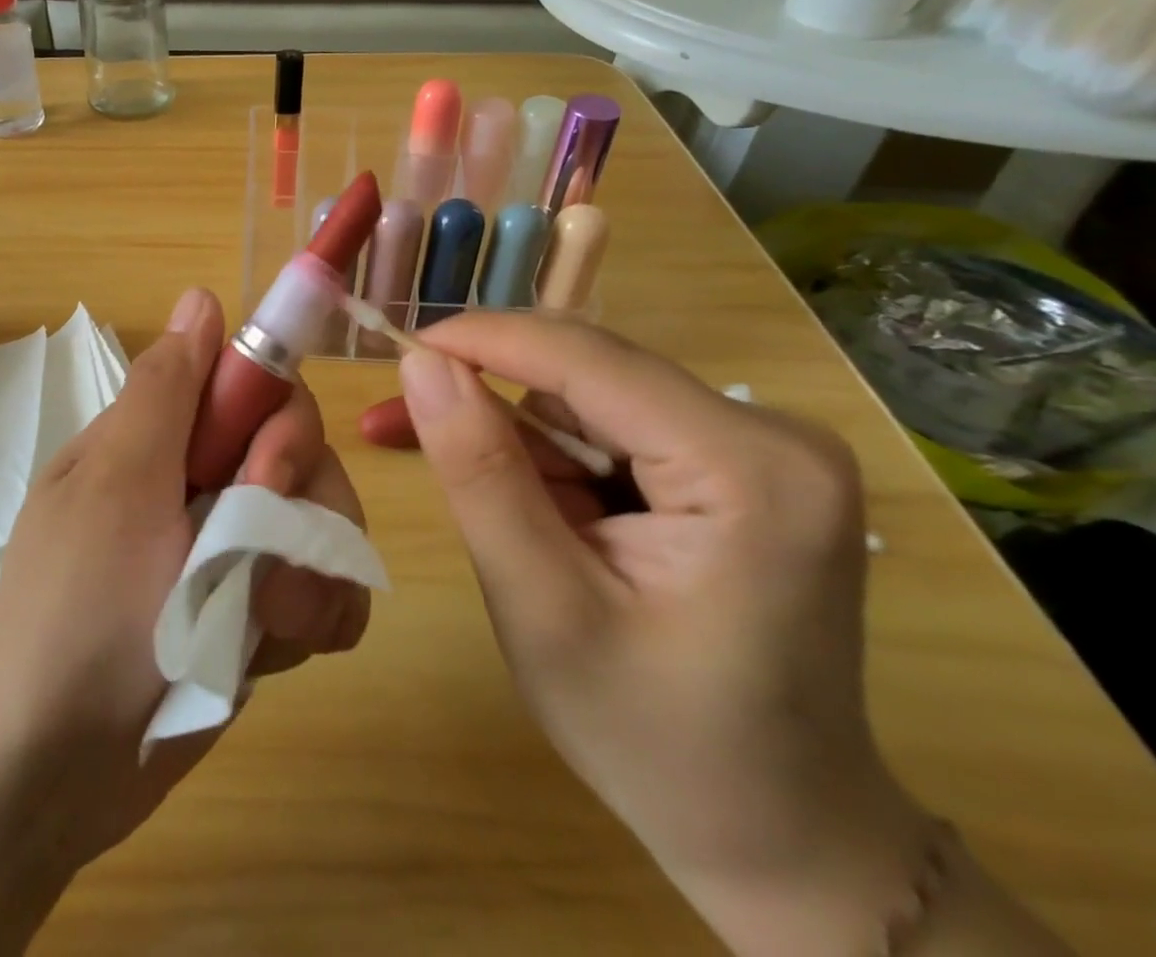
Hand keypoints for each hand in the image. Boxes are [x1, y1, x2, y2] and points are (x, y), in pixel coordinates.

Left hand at [0, 286, 370, 872]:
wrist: (50, 773)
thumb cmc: (76, 612)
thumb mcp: (115, 485)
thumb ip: (166, 390)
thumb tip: (201, 294)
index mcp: (165, 437)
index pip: (257, 385)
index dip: (278, 420)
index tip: (261, 475)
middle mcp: (205, 479)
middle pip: (304, 453)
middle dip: (298, 507)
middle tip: (258, 569)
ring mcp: (236, 547)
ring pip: (325, 521)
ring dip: (311, 574)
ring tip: (267, 626)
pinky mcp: (259, 609)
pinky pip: (326, 588)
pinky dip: (318, 614)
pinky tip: (282, 647)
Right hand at [373, 314, 933, 955]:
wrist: (779, 833)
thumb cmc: (657, 740)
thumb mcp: (541, 607)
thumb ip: (479, 472)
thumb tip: (420, 361)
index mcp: (751, 468)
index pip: (584, 358)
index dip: (480, 341)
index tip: (395, 348)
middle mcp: (771, 434)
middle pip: (588, 373)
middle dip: (490, 397)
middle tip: (397, 427)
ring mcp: (761, 446)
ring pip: (589, 395)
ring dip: (518, 435)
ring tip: (479, 501)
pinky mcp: (739, 463)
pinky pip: (612, 425)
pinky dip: (552, 457)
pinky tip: (528, 505)